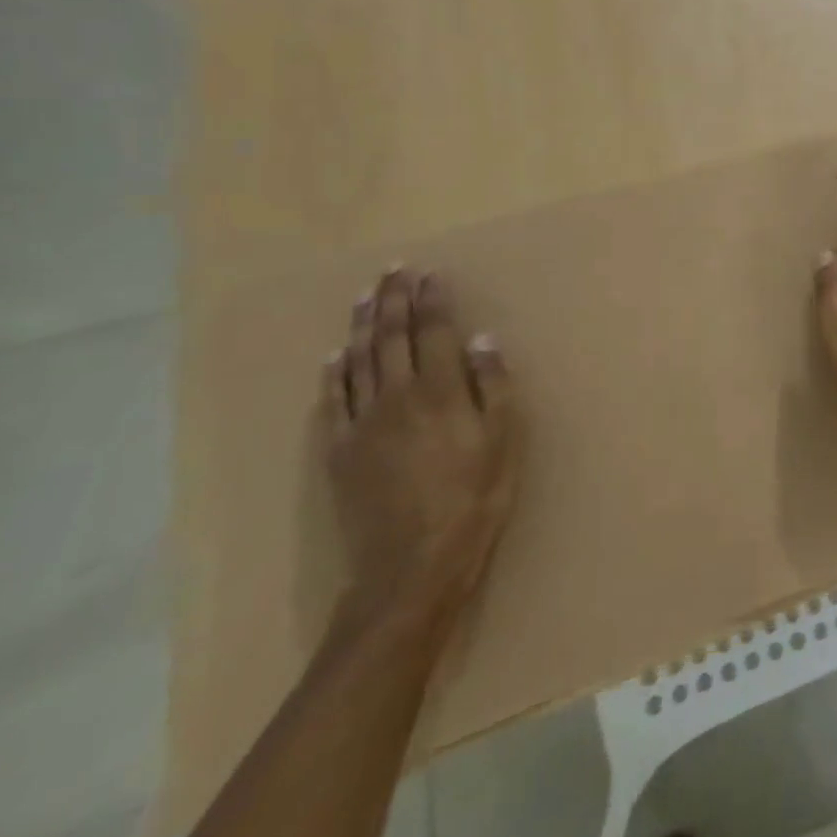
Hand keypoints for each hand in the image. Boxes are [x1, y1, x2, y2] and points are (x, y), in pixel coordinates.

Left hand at [321, 268, 517, 626]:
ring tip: (366, 296)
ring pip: (359, 361)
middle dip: (394, 300)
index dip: (431, 300)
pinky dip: (334, 372)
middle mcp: (395, 397)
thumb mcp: (503, 439)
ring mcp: (361, 425)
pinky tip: (335, 355)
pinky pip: (333, 401)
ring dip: (363, 324)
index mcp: (438, 391)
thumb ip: (492, 385)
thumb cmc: (474, 498)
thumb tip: (480, 339)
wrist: (411, 567)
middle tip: (393, 269)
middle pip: (392, 337)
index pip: (432, 331)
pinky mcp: (339, 453)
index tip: (429, 273)